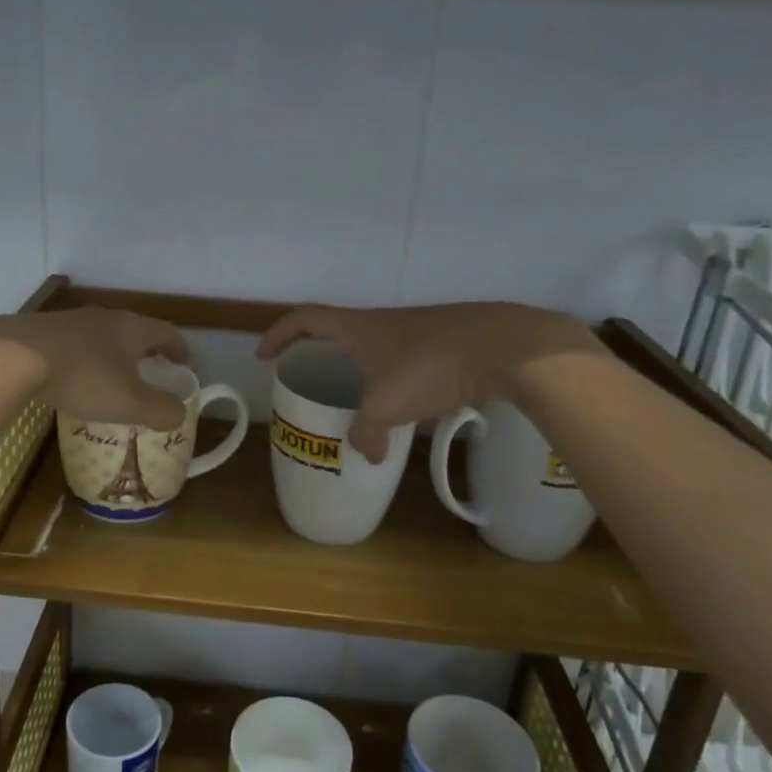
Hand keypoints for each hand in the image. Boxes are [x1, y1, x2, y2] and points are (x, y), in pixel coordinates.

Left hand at [0, 308, 190, 430]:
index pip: (167, 333)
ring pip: (103, 335)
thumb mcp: (129, 403)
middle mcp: (106, 317)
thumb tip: (179, 413)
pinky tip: (74, 376)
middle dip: (146, 350)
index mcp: (133, 329)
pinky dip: (85, 358)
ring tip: (113, 375)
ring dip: (114, 353)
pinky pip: (75, 342)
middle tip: (151, 370)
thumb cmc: (84, 378)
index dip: (179, 349)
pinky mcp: (44, 329)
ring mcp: (73, 320)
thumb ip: (160, 410)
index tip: (185, 363)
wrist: (15, 356)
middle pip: (135, 330)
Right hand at [256, 302, 602, 461]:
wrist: (505, 347)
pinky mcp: (447, 344)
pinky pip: (407, 362)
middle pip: (338, 331)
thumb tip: (366, 453)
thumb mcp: (386, 406)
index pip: (304, 318)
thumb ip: (366, 433)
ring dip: (361, 370)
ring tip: (359, 402)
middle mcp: (382, 323)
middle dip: (319, 352)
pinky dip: (396, 382)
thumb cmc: (429, 366)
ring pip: (376, 348)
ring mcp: (417, 331)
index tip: (265, 355)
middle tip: (310, 378)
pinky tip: (409, 407)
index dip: (279, 334)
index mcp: (357, 328)